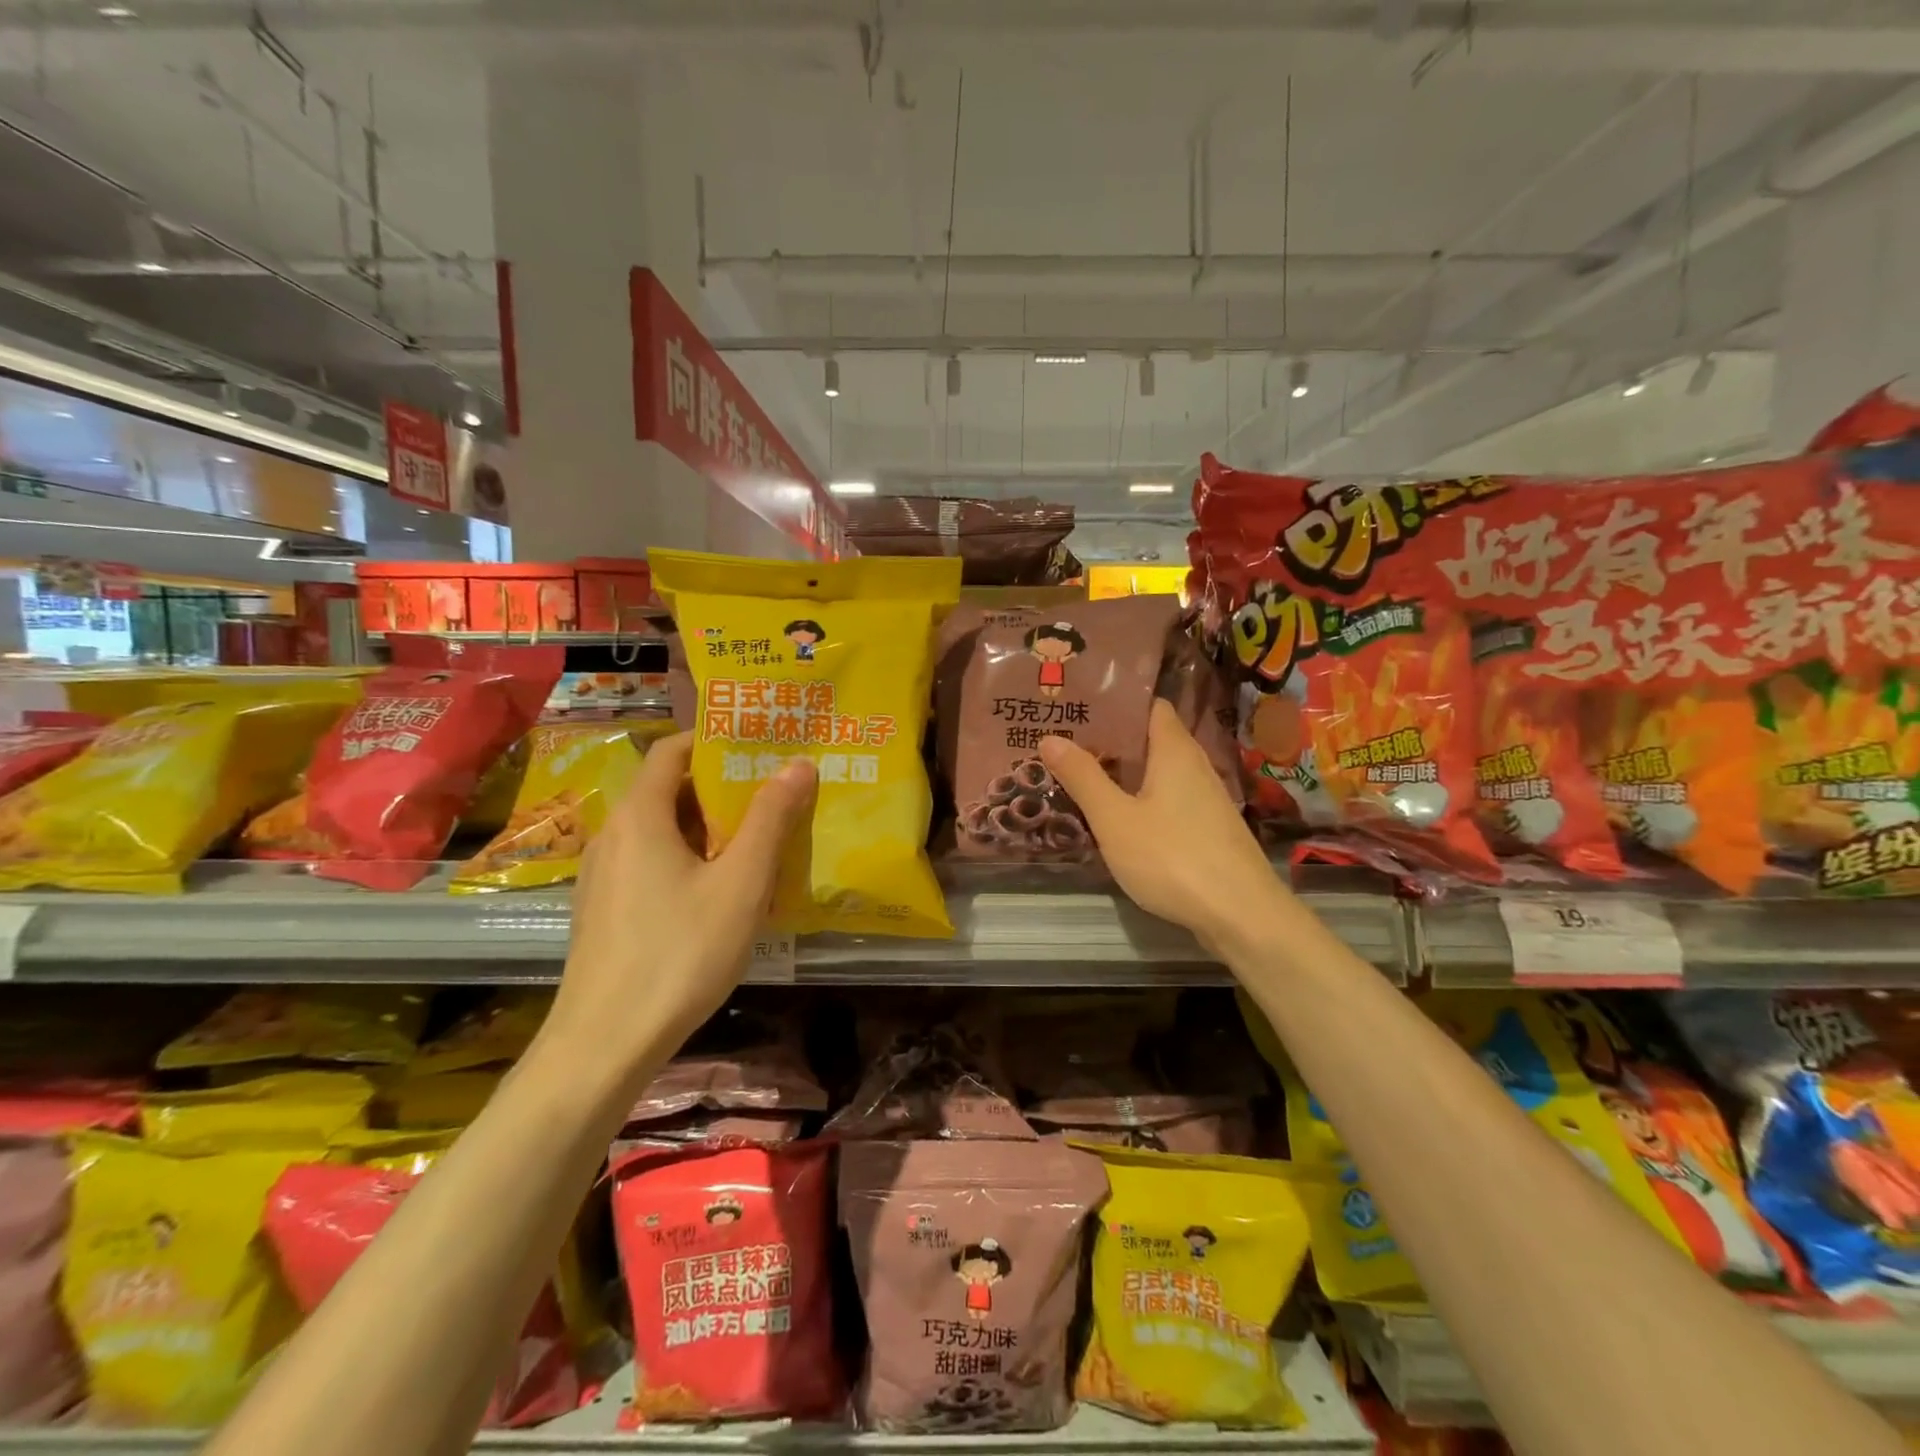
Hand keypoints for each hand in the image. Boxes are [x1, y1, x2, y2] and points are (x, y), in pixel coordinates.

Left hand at [541, 733, 815, 1089]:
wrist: (604, 1044)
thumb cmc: (679, 953)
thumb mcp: (740, 883)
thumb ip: (770, 819)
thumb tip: (797, 764)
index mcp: (640, 815)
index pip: (672, 750)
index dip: (715, 741)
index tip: (760, 747)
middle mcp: (613, 834)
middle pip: (669, 790)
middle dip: (722, 788)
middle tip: (773, 795)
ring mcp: (604, 875)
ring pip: (662, 830)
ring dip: (708, 827)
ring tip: (757, 840)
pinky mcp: (605, 909)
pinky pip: (651, 862)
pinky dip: (688, 858)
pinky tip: (721, 891)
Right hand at [1041, 699, 1286, 953]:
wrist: (1241, 915)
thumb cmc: (1173, 858)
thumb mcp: (1115, 819)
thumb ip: (1083, 778)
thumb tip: (1050, 737)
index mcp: (1175, 751)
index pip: (1149, 706)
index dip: (1116, 702)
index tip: (1078, 704)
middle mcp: (1195, 766)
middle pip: (1151, 739)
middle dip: (1111, 739)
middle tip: (1065, 740)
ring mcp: (1205, 800)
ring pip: (1159, 773)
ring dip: (1124, 773)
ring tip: (1080, 774)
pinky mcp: (1207, 830)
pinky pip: (1167, 800)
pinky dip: (1140, 799)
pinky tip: (1115, 817)